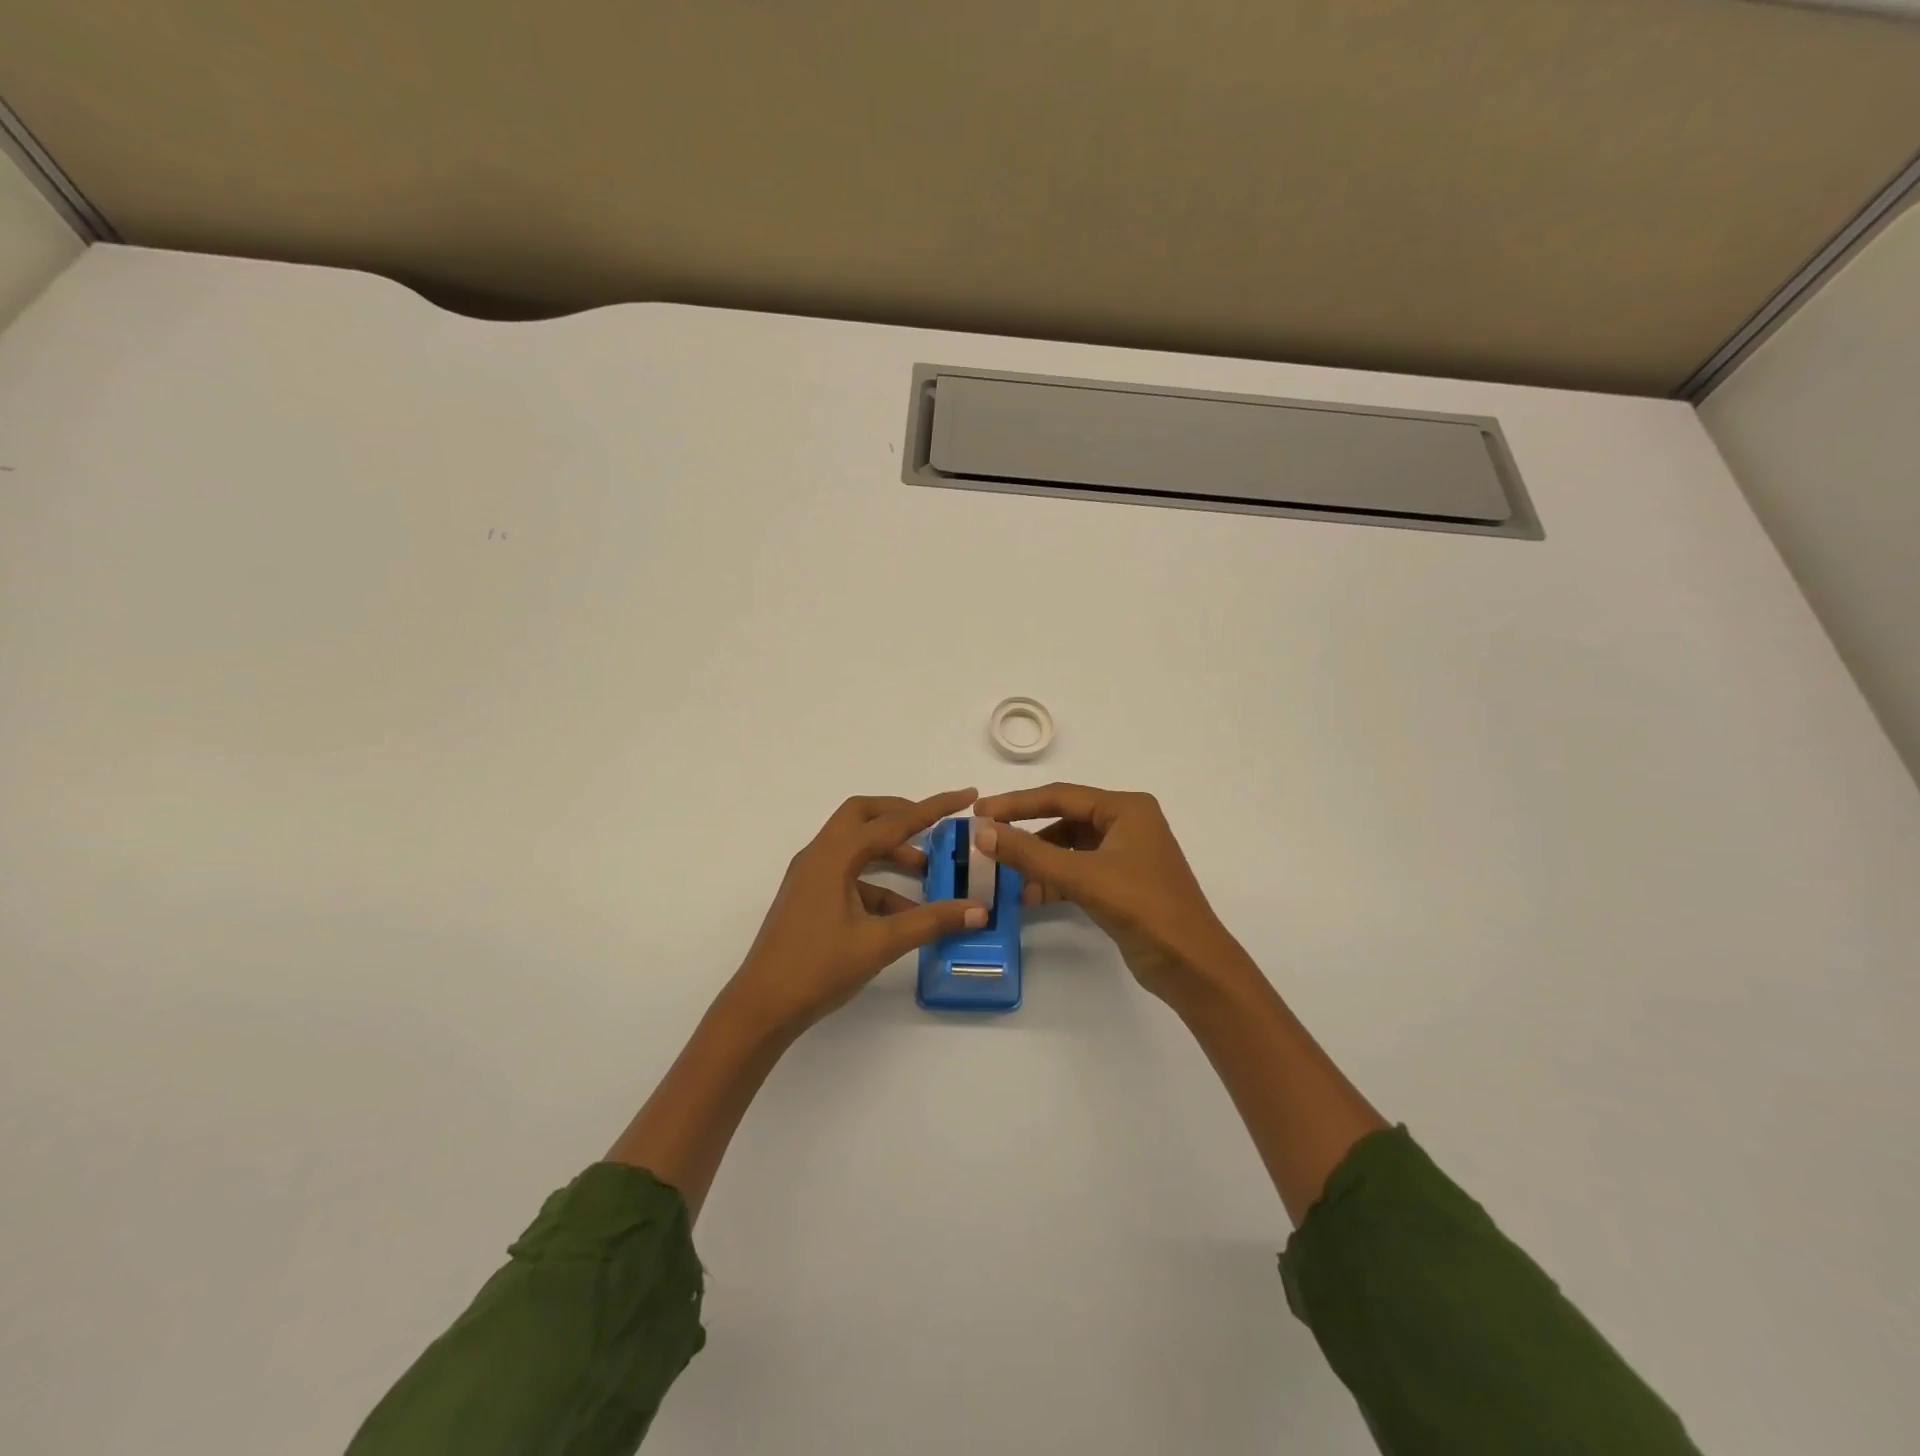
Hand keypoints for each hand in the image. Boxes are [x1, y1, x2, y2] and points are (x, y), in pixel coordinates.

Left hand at [723, 789, 987, 1034]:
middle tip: (936, 826)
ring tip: (929, 872)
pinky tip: (905, 912)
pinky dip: (878, 884)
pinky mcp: (810, 897)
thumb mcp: (880, 943)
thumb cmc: (818, 968)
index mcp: (834, 856)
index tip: (966, 795)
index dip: (933, 807)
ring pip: (856, 846)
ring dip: (891, 852)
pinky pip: (849, 876)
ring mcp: (811, 876)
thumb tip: (977, 910)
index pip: (893, 821)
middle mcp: (819, 855)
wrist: (762, 1007)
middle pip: (864, 816)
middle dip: (902, 815)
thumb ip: (931, 922)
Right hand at [972, 783, 1252, 1003]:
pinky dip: (1054, 880)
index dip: (1017, 803)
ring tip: (1007, 879)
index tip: (979, 812)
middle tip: (988, 843)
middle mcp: (1127, 823)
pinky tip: (1030, 896)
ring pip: (1069, 847)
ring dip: (1039, 862)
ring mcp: (1126, 854)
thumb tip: (982, 832)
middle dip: (1027, 835)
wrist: (1191, 965)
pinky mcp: (1122, 882)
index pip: (1061, 795)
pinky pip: (1078, 870)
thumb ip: (1030, 854)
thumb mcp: (1082, 877)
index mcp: (1126, 808)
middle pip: (1064, 819)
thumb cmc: (1143, 908)